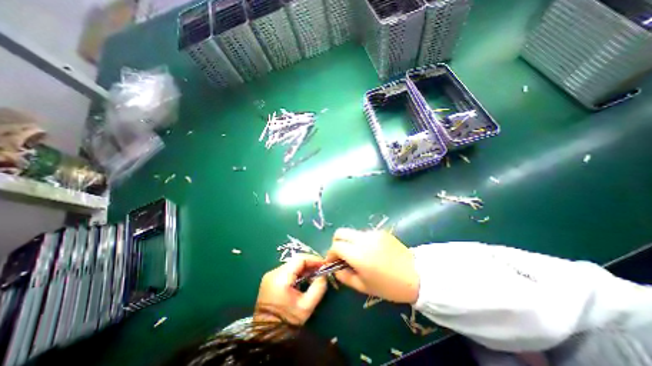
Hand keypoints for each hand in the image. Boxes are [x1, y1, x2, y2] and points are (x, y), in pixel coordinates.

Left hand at [253, 255, 324, 326]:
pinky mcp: (270, 280)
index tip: (325, 264)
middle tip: (322, 270)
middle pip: (296, 261)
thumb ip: (318, 287)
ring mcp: (270, 276)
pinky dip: (297, 273)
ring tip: (315, 275)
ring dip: (304, 268)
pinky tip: (305, 279)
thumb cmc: (287, 322)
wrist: (266, 337)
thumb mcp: (307, 306)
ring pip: (292, 265)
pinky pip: (287, 271)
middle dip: (310, 264)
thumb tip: (324, 274)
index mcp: (281, 277)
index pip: (300, 259)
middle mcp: (273, 272)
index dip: (314, 259)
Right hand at [324, 229, 416, 303]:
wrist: (416, 276)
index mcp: (357, 254)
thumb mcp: (363, 286)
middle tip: (341, 255)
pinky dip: (361, 241)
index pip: (335, 246)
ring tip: (358, 254)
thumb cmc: (389, 286)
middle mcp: (363, 239)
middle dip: (336, 242)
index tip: (333, 262)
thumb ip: (345, 277)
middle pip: (340, 232)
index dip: (330, 254)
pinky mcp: (380, 231)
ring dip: (349, 242)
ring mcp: (372, 233)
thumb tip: (336, 268)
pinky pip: (364, 233)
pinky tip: (370, 251)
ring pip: (352, 232)